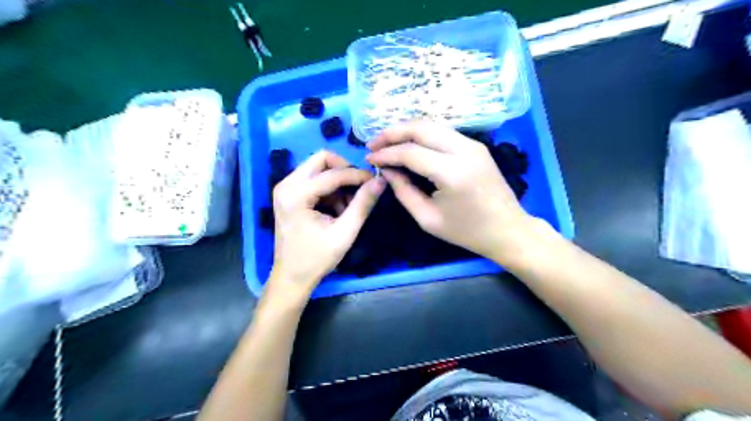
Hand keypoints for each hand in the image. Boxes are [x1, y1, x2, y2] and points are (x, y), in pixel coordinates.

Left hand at [269, 149, 382, 296]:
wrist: (292, 277)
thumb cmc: (316, 259)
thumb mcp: (344, 233)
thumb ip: (362, 205)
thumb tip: (380, 181)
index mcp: (296, 194)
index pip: (333, 173)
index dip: (358, 175)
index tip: (376, 182)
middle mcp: (286, 184)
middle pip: (322, 159)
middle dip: (345, 170)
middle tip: (360, 188)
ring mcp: (285, 188)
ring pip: (319, 168)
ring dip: (339, 182)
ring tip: (349, 206)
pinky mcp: (289, 194)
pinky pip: (315, 179)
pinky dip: (331, 190)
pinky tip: (338, 209)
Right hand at [365, 120, 529, 262]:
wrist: (507, 230)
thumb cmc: (466, 231)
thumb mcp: (427, 218)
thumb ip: (403, 191)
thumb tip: (387, 170)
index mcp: (452, 172)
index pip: (411, 152)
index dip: (386, 154)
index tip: (368, 159)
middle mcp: (464, 150)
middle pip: (421, 128)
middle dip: (392, 132)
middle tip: (373, 144)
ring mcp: (473, 144)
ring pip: (432, 125)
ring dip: (406, 130)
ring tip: (387, 143)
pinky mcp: (476, 145)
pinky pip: (442, 132)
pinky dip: (421, 134)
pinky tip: (408, 144)